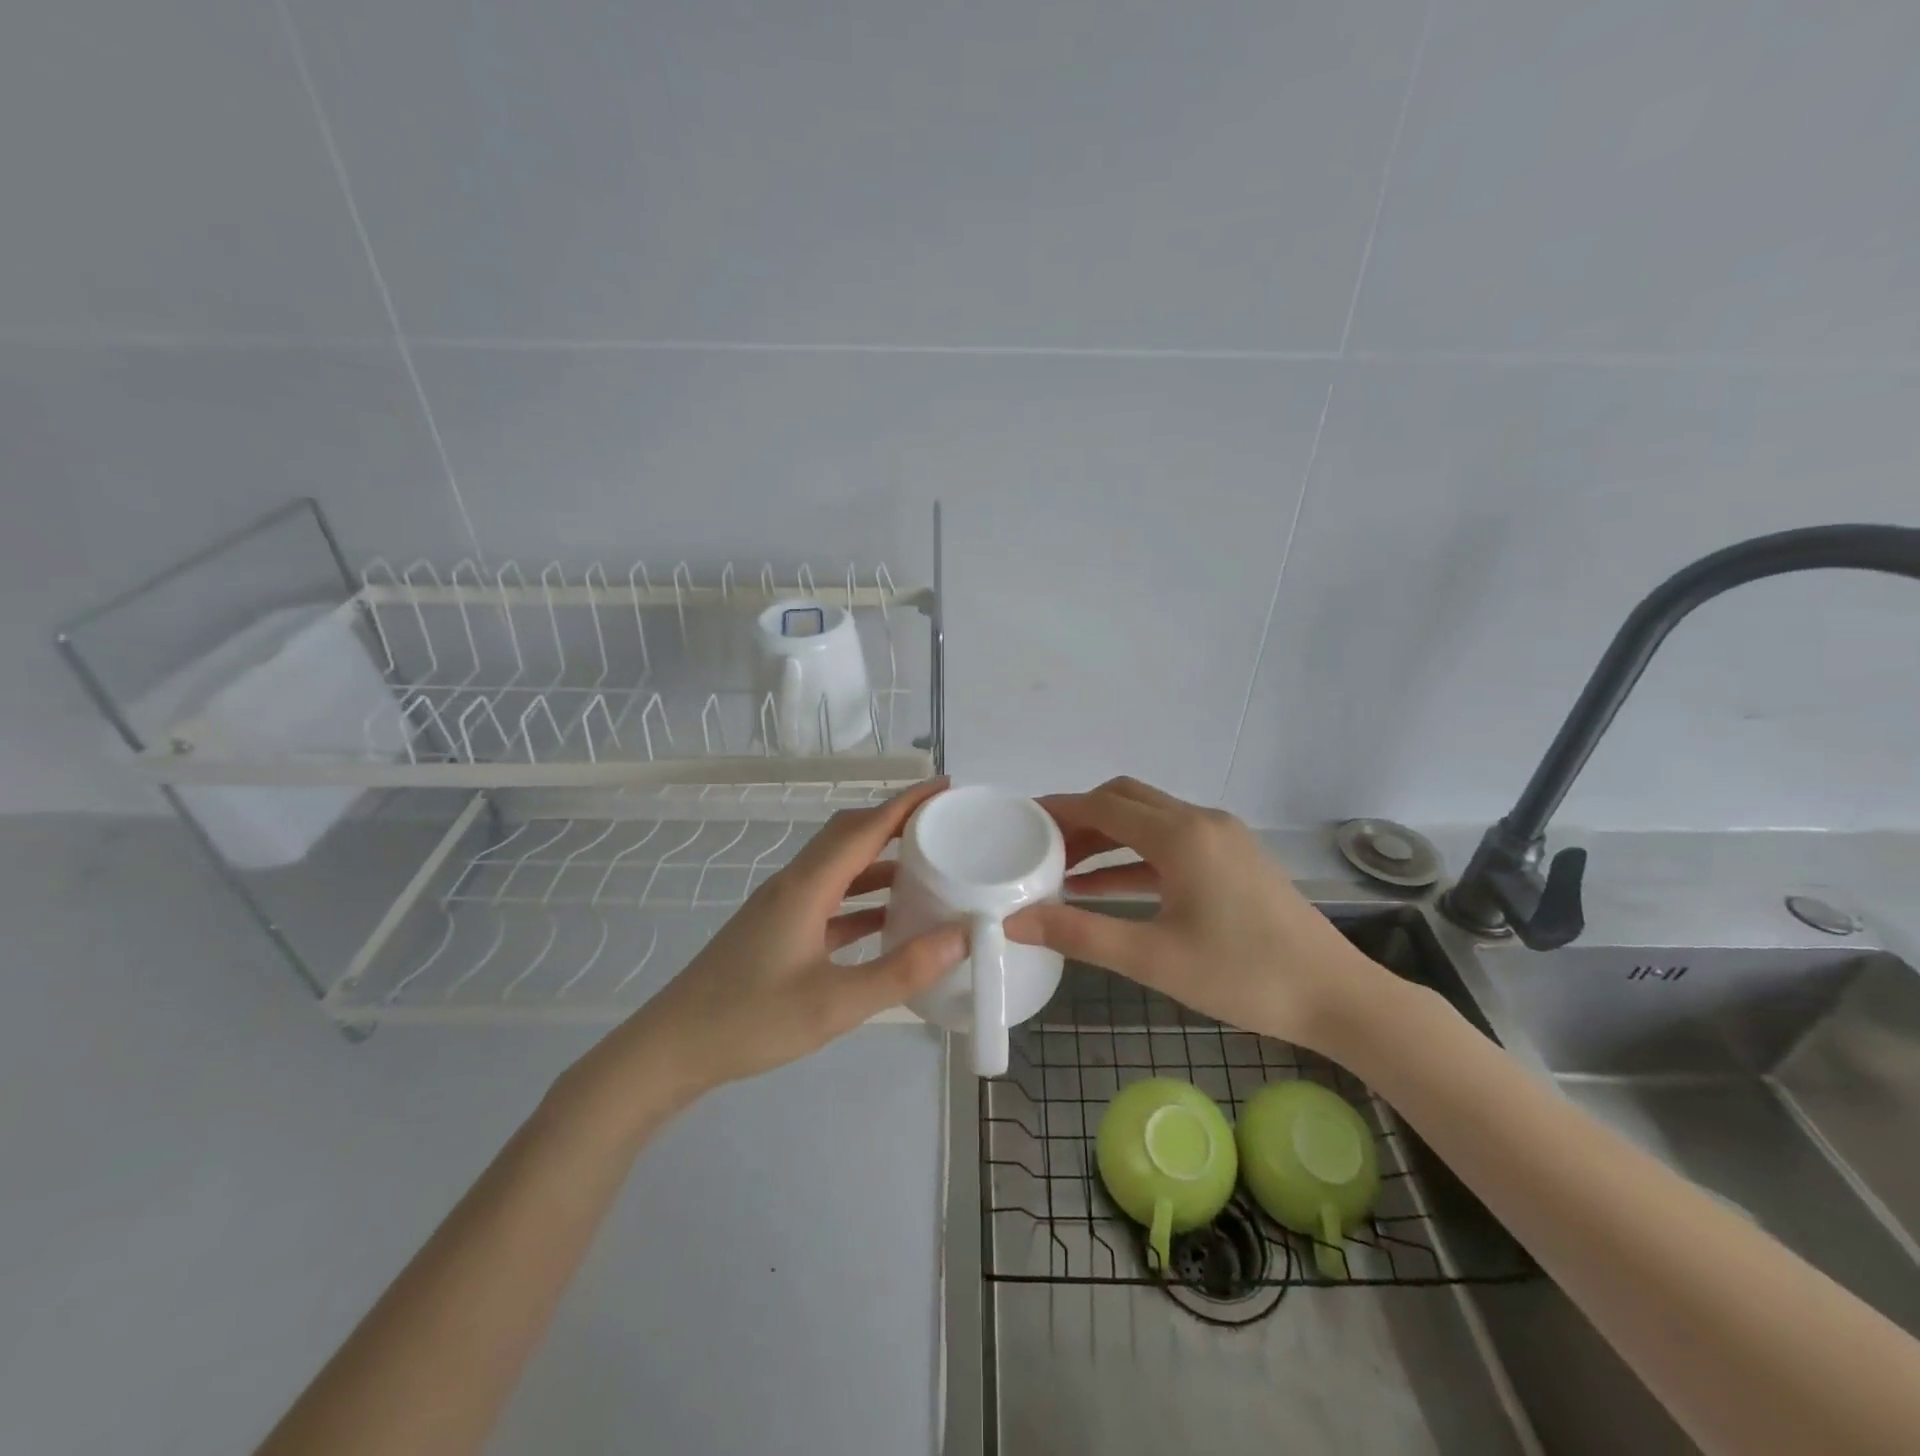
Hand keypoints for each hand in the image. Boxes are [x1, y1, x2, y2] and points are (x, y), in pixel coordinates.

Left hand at [573, 779, 964, 1114]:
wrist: (672, 1049)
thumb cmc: (750, 1021)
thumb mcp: (834, 1004)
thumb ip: (900, 971)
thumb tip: (961, 936)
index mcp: (807, 886)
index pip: (865, 827)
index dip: (906, 803)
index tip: (946, 788)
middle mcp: (795, 884)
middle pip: (850, 835)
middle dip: (896, 822)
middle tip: (943, 824)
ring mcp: (784, 907)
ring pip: (840, 867)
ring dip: (881, 860)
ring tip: (928, 866)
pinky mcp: (779, 930)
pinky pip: (831, 899)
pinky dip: (864, 898)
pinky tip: (890, 919)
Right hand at [1006, 777, 1382, 1049]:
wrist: (1335, 996)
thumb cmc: (1243, 976)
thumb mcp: (1153, 958)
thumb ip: (1080, 935)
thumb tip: (1016, 922)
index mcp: (1181, 836)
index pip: (1104, 806)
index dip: (1060, 809)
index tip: (1022, 820)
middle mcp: (1201, 822)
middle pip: (1127, 801)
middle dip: (1081, 819)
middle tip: (1041, 846)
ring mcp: (1222, 837)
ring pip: (1149, 821)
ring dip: (1107, 838)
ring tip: (1063, 869)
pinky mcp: (1234, 858)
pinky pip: (1171, 844)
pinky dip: (1136, 857)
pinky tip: (1106, 887)